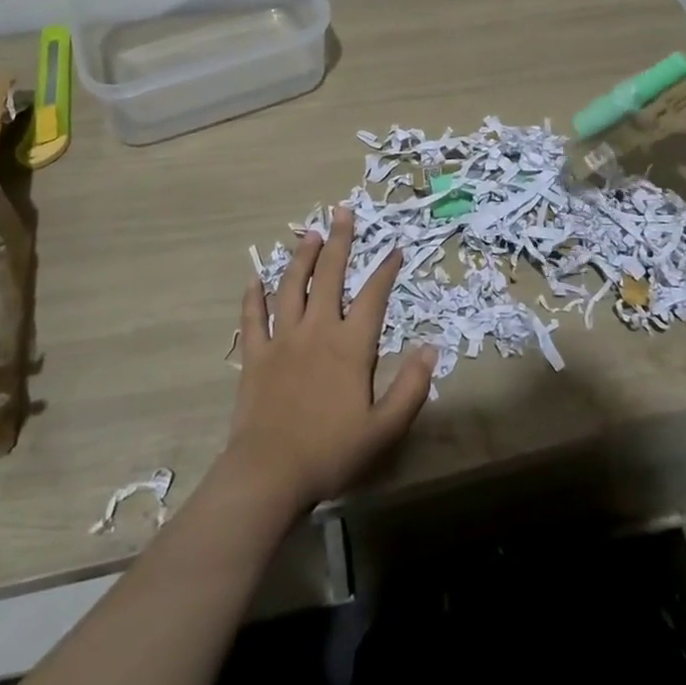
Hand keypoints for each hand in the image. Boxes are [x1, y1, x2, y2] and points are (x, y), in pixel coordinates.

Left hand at [224, 206, 434, 511]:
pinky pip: (253, 317)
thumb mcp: (384, 429)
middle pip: (329, 275)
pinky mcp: (256, 354)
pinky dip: (254, 296)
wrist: (270, 473)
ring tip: (309, 234)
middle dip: (339, 241)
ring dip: (301, 257)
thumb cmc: (331, 451)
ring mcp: (282, 338)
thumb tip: (432, 348)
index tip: (396, 248)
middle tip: (343, 211)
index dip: (386, 270)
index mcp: (350, 345)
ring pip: (291, 286)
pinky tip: (254, 279)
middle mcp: (317, 330)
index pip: (373, 297)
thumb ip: (411, 387)